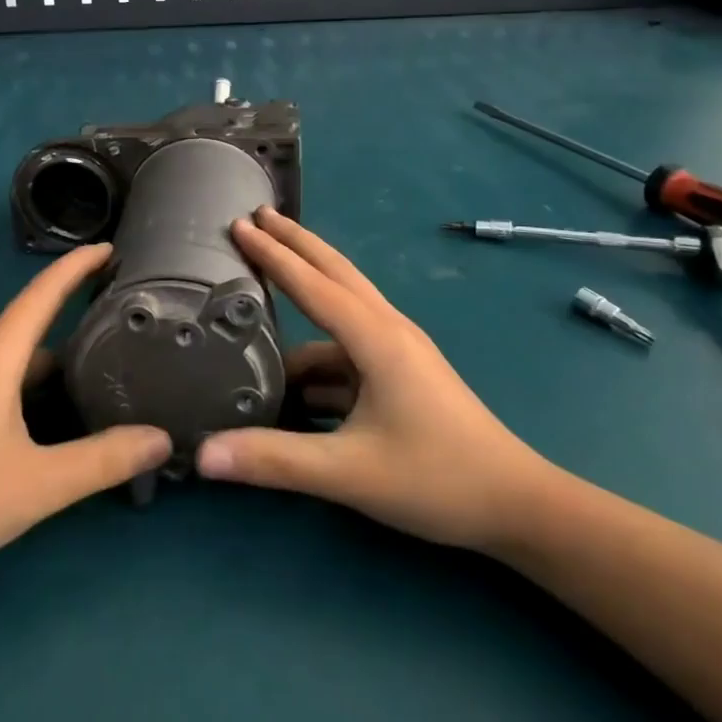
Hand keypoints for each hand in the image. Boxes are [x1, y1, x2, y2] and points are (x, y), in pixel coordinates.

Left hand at [0, 244, 171, 601]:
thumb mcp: (37, 485)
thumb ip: (102, 460)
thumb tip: (162, 438)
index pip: (42, 294)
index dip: (77, 266)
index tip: (111, 247)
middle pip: (32, 329)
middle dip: (75, 322)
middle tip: (124, 329)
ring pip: (13, 363)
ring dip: (53, 365)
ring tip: (98, 378)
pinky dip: (28, 389)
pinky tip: (47, 423)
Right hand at [197, 208, 555, 555]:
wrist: (516, 505)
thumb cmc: (437, 479)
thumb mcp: (349, 473)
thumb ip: (275, 460)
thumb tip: (204, 454)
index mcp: (376, 339)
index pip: (312, 284)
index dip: (272, 254)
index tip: (240, 225)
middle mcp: (387, 330)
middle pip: (334, 272)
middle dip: (294, 243)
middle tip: (255, 217)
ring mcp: (398, 351)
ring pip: (340, 312)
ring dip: (303, 301)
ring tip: (259, 301)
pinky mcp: (401, 374)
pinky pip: (347, 352)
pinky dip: (317, 355)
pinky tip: (290, 381)